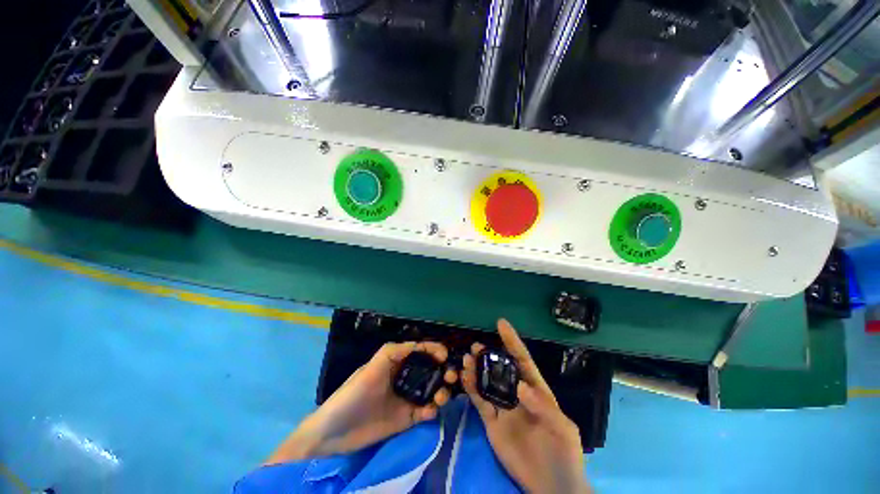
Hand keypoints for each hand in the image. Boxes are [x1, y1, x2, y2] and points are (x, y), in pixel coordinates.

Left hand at [266, 341, 455, 463]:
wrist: (333, 435)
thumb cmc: (351, 396)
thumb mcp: (370, 369)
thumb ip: (391, 353)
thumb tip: (417, 344)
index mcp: (396, 362)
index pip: (419, 351)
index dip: (433, 349)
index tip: (445, 355)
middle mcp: (404, 377)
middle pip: (429, 369)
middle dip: (443, 370)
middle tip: (451, 376)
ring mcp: (406, 398)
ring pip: (431, 390)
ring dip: (441, 391)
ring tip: (442, 397)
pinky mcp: (407, 418)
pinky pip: (426, 411)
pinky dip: (432, 410)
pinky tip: (430, 412)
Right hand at [462, 319, 591, 492]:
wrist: (551, 488)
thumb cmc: (564, 455)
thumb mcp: (562, 429)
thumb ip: (542, 406)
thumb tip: (519, 386)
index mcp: (536, 390)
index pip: (523, 360)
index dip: (512, 341)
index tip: (501, 323)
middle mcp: (517, 394)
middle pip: (500, 369)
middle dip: (489, 355)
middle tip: (476, 346)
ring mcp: (503, 408)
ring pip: (487, 382)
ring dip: (476, 369)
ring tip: (467, 358)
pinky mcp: (491, 422)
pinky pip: (479, 402)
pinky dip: (471, 388)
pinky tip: (464, 377)